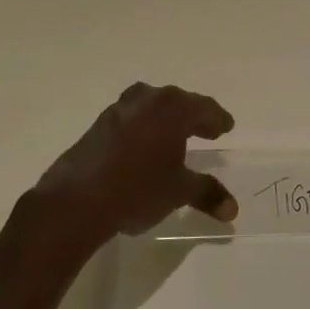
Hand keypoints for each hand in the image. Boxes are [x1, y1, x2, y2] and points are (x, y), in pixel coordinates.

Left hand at [32, 83, 238, 246]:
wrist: (77, 200)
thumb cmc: (138, 189)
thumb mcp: (178, 192)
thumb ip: (207, 193)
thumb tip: (232, 209)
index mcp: (173, 109)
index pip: (204, 108)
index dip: (217, 119)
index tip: (226, 127)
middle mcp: (148, 100)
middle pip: (178, 102)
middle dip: (193, 116)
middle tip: (206, 130)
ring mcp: (120, 109)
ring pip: (151, 106)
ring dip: (165, 118)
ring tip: (174, 135)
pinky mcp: (99, 124)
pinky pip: (132, 118)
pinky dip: (144, 127)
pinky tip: (143, 146)